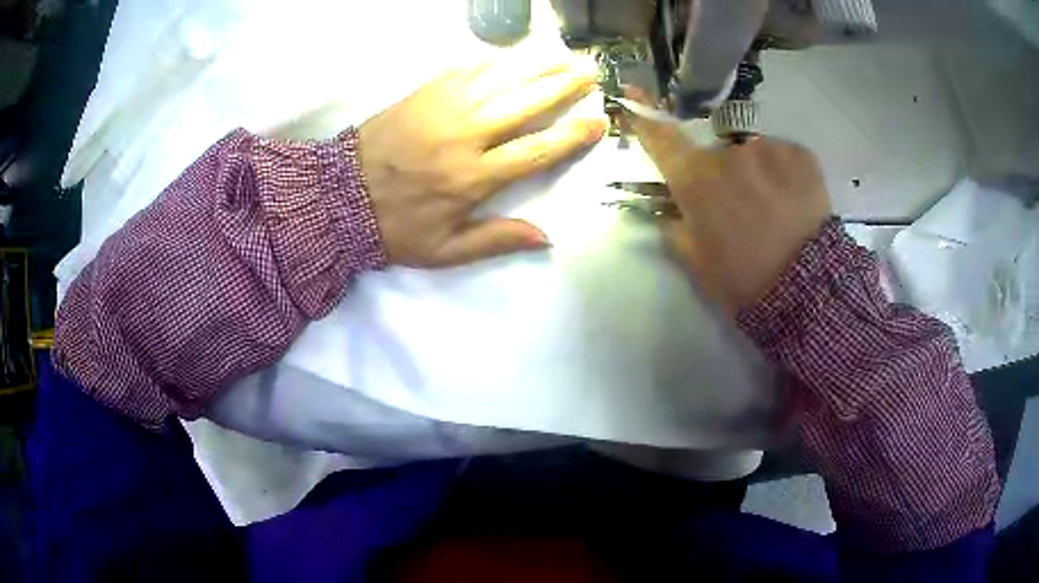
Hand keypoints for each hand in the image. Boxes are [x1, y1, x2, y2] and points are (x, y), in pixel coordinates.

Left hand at [358, 60, 606, 266]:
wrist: (338, 198)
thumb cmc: (394, 227)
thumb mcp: (444, 250)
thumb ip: (495, 240)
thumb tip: (546, 238)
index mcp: (473, 178)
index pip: (536, 151)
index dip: (571, 136)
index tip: (598, 122)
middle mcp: (465, 137)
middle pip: (525, 105)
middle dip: (562, 86)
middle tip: (590, 72)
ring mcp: (442, 110)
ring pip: (500, 80)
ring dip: (535, 66)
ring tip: (563, 55)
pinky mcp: (422, 94)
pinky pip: (464, 70)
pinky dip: (492, 61)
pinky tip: (511, 55)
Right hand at [626, 100, 830, 312]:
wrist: (807, 289)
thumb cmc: (744, 280)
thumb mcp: (697, 262)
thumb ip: (677, 227)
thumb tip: (671, 209)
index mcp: (697, 181)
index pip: (662, 139)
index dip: (645, 118)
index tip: (633, 95)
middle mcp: (727, 154)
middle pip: (716, 153)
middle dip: (724, 173)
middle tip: (743, 208)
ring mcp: (767, 149)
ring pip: (753, 154)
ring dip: (757, 173)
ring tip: (776, 209)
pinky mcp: (799, 153)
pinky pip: (782, 156)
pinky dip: (784, 173)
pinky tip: (795, 201)